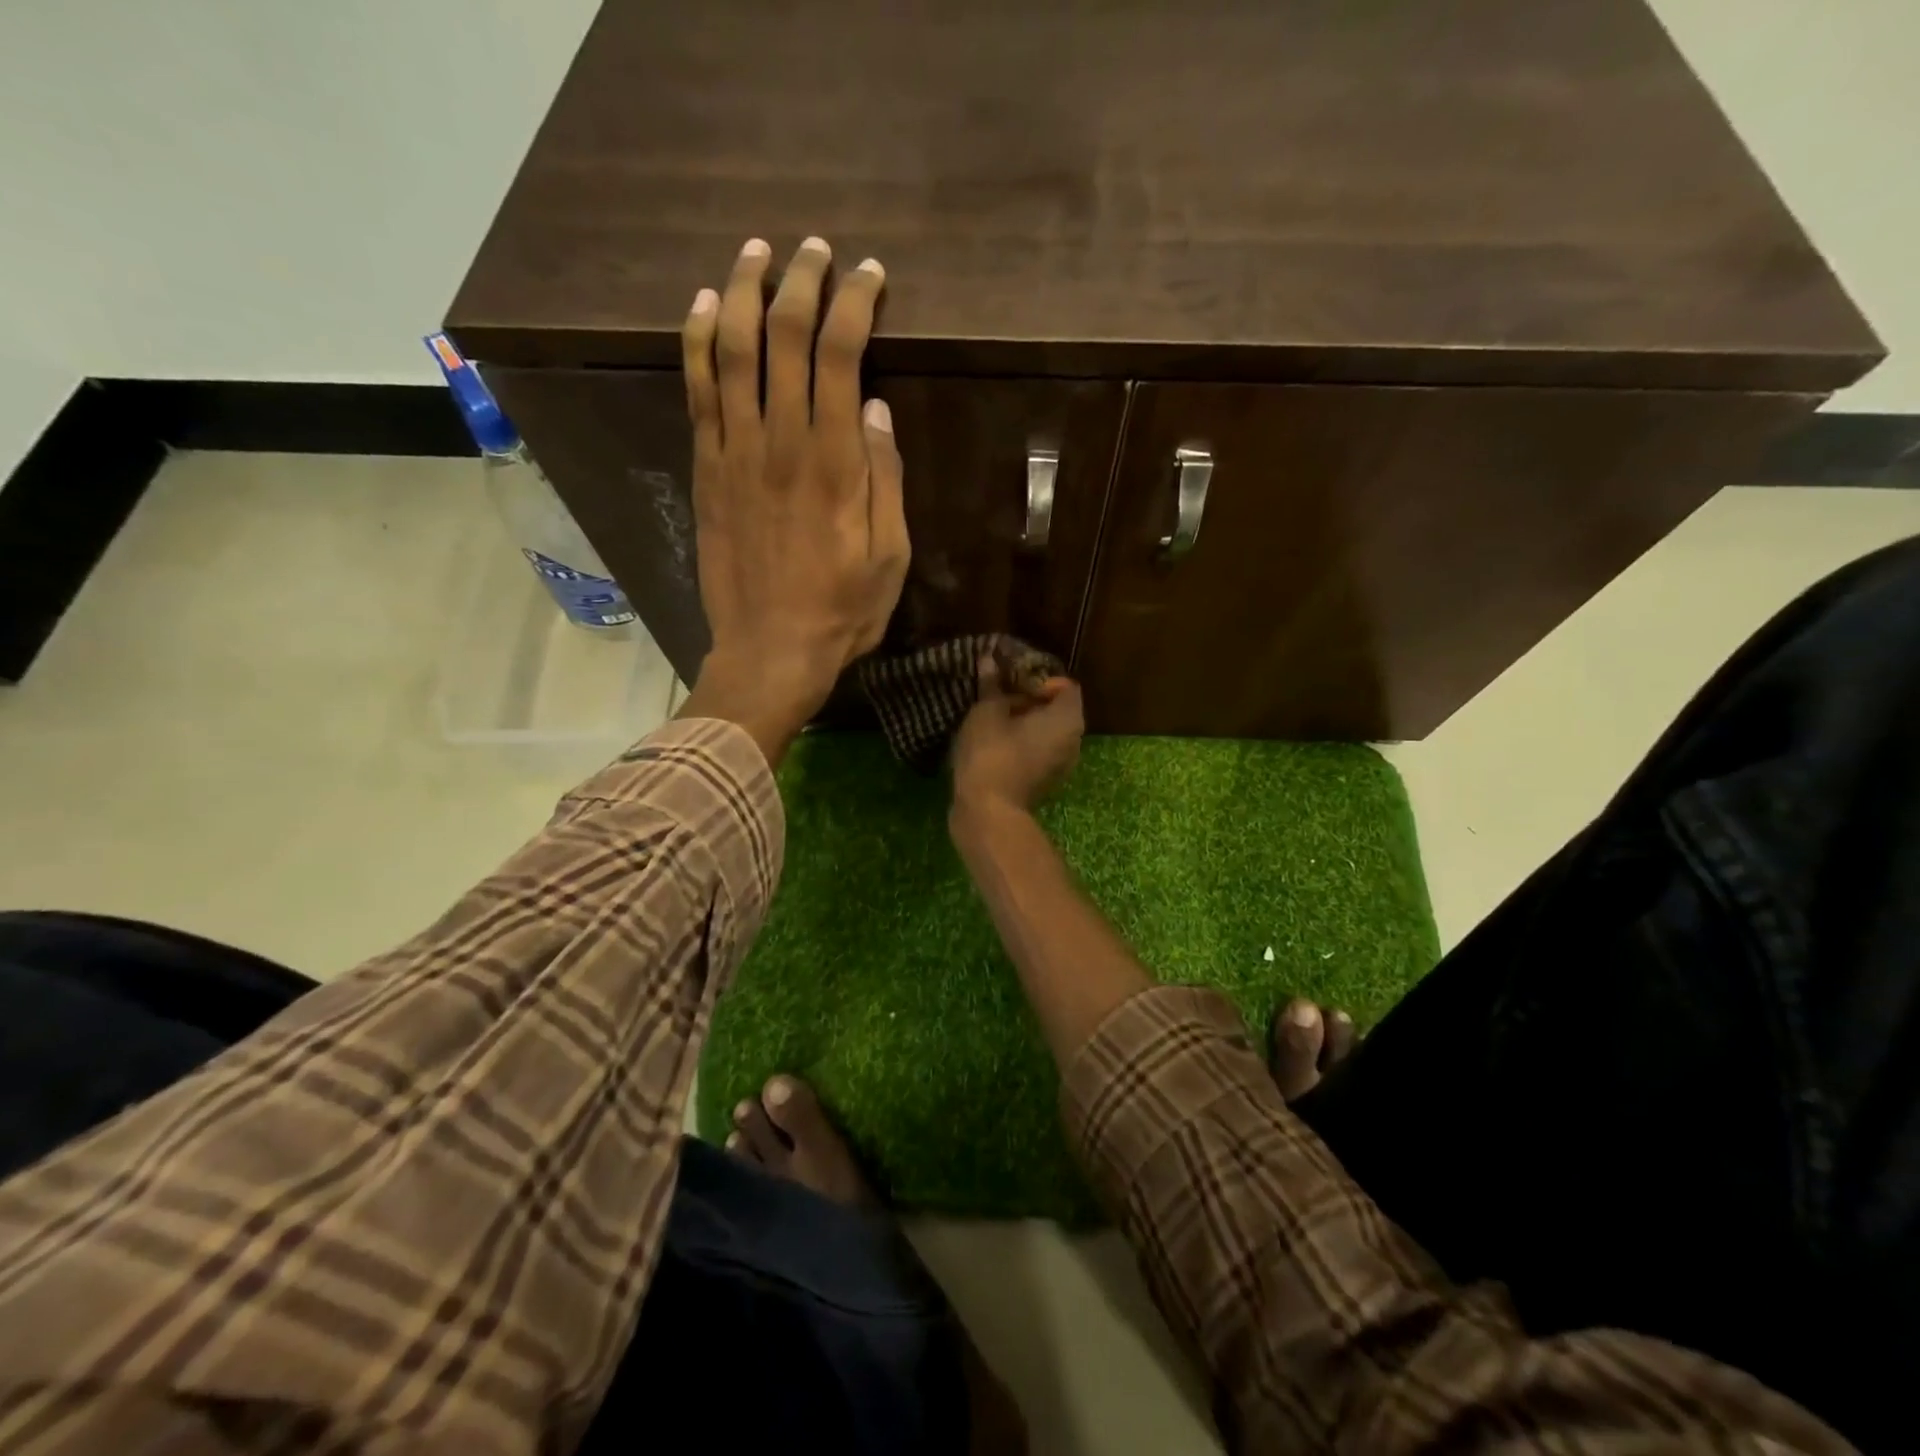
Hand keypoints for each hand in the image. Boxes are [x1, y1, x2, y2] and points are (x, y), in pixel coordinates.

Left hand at [677, 237, 910, 764]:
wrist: (770, 651)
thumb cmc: (843, 610)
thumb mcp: (891, 555)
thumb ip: (886, 478)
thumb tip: (878, 409)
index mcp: (837, 462)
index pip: (843, 354)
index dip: (855, 303)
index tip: (869, 276)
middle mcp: (782, 441)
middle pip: (785, 336)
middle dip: (800, 281)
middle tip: (813, 251)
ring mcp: (736, 452)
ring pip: (731, 349)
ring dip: (741, 291)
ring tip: (754, 252)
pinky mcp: (706, 471)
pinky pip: (696, 392)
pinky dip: (695, 341)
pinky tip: (700, 307)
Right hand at [950, 656, 1084, 818]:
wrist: (987, 811)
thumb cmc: (991, 753)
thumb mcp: (986, 712)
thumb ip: (992, 685)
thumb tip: (989, 659)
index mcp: (1068, 718)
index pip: (1064, 685)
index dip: (1038, 678)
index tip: (1010, 682)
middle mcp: (1074, 740)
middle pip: (1057, 708)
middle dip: (1029, 699)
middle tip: (997, 697)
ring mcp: (1063, 764)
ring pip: (1047, 732)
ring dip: (1023, 722)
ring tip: (992, 718)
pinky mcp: (1046, 781)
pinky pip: (1039, 751)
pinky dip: (1022, 742)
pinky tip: (994, 741)